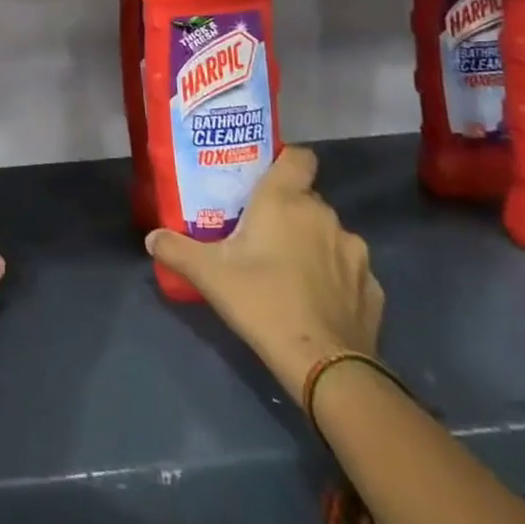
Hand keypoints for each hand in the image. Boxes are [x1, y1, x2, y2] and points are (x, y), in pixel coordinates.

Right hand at [146, 146, 382, 395]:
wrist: (326, 366)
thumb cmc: (263, 301)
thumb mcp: (208, 274)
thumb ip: (176, 249)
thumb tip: (152, 237)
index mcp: (286, 200)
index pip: (298, 157)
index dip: (285, 160)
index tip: (265, 177)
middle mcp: (325, 216)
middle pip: (307, 199)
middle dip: (288, 212)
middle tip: (261, 233)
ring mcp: (354, 252)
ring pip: (328, 235)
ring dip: (313, 244)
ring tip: (290, 271)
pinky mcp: (373, 288)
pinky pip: (348, 270)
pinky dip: (334, 278)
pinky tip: (317, 302)